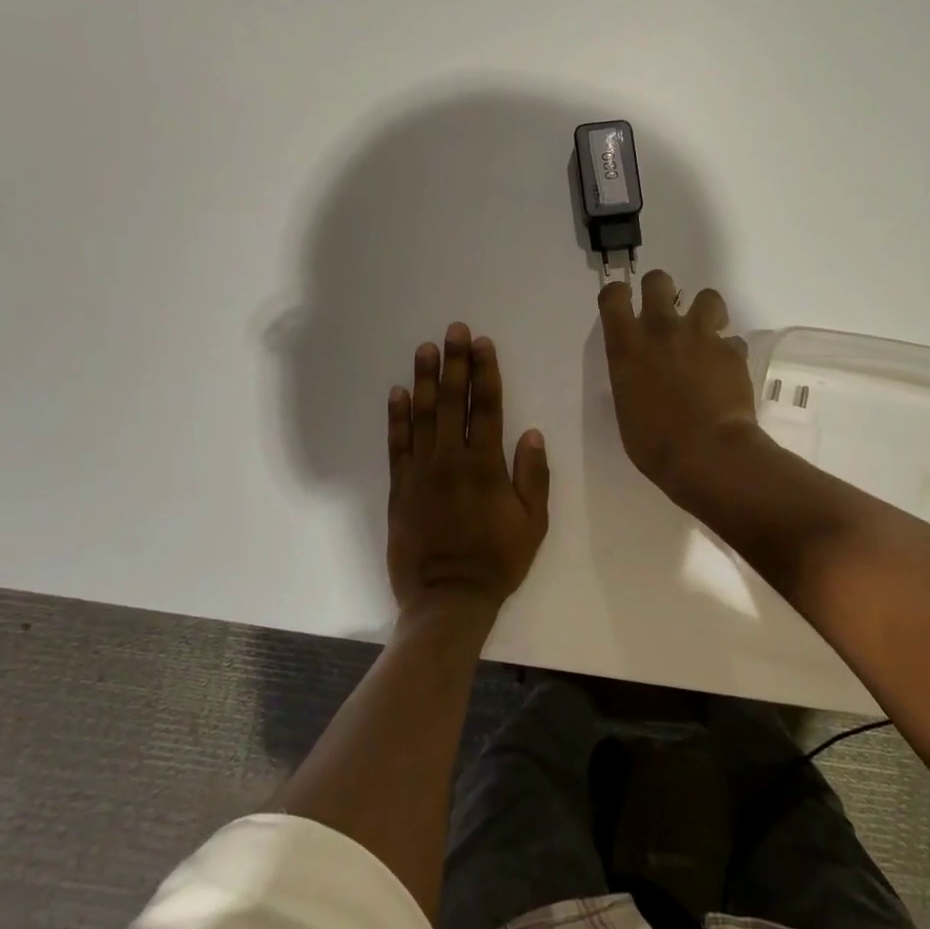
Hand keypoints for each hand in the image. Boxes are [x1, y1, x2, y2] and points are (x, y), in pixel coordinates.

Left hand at [387, 323, 549, 615]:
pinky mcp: (399, 487)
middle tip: (455, 330)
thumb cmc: (497, 561)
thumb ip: (533, 476)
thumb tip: (530, 432)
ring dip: (425, 379)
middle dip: (455, 363)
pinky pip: (396, 444)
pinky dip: (396, 416)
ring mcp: (421, 471)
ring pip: (422, 415)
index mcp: (486, 465)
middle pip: (453, 401)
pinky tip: (397, 391)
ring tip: (426, 348)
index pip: (487, 407)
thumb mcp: (533, 523)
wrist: (447, 598)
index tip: (483, 344)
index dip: (486, 372)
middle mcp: (451, 459)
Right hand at [598, 270, 765, 501]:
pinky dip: (728, 353)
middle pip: (658, 281)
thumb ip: (632, 377)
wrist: (707, 454)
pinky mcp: (733, 351)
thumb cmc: (654, 443)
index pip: (613, 296)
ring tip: (705, 334)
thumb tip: (644, 374)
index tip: (623, 303)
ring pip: (707, 297)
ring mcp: (701, 336)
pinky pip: (732, 340)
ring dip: (705, 312)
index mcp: (627, 346)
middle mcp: (661, 330)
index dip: (618, 295)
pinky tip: (726, 373)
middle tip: (665, 313)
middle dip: (660, 290)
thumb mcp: (627, 407)